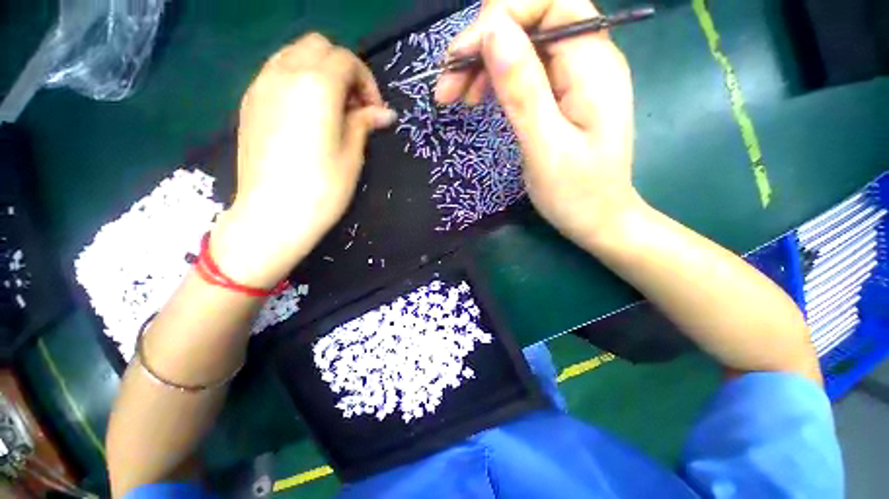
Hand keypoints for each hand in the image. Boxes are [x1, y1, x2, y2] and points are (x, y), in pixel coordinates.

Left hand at [212, 34, 395, 287]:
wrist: (273, 214)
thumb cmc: (323, 188)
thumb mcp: (352, 154)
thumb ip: (364, 123)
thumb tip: (385, 112)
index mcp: (317, 85)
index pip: (347, 60)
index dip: (367, 82)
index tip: (375, 111)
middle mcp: (285, 73)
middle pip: (319, 46)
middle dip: (343, 69)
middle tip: (354, 105)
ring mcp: (261, 85)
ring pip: (294, 54)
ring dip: (319, 71)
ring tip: (331, 107)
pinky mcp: (248, 102)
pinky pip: (276, 72)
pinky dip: (298, 80)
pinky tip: (306, 112)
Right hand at [435, 0, 637, 242]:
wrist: (598, 219)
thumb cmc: (576, 193)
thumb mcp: (544, 146)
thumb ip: (522, 89)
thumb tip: (492, 31)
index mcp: (592, 64)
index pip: (547, 4)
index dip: (499, 17)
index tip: (460, 58)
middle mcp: (588, 57)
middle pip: (531, 21)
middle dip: (483, 43)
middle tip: (447, 85)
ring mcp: (575, 75)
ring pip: (524, 45)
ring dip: (484, 63)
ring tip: (457, 97)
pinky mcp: (563, 94)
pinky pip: (526, 70)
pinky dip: (497, 79)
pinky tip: (478, 98)